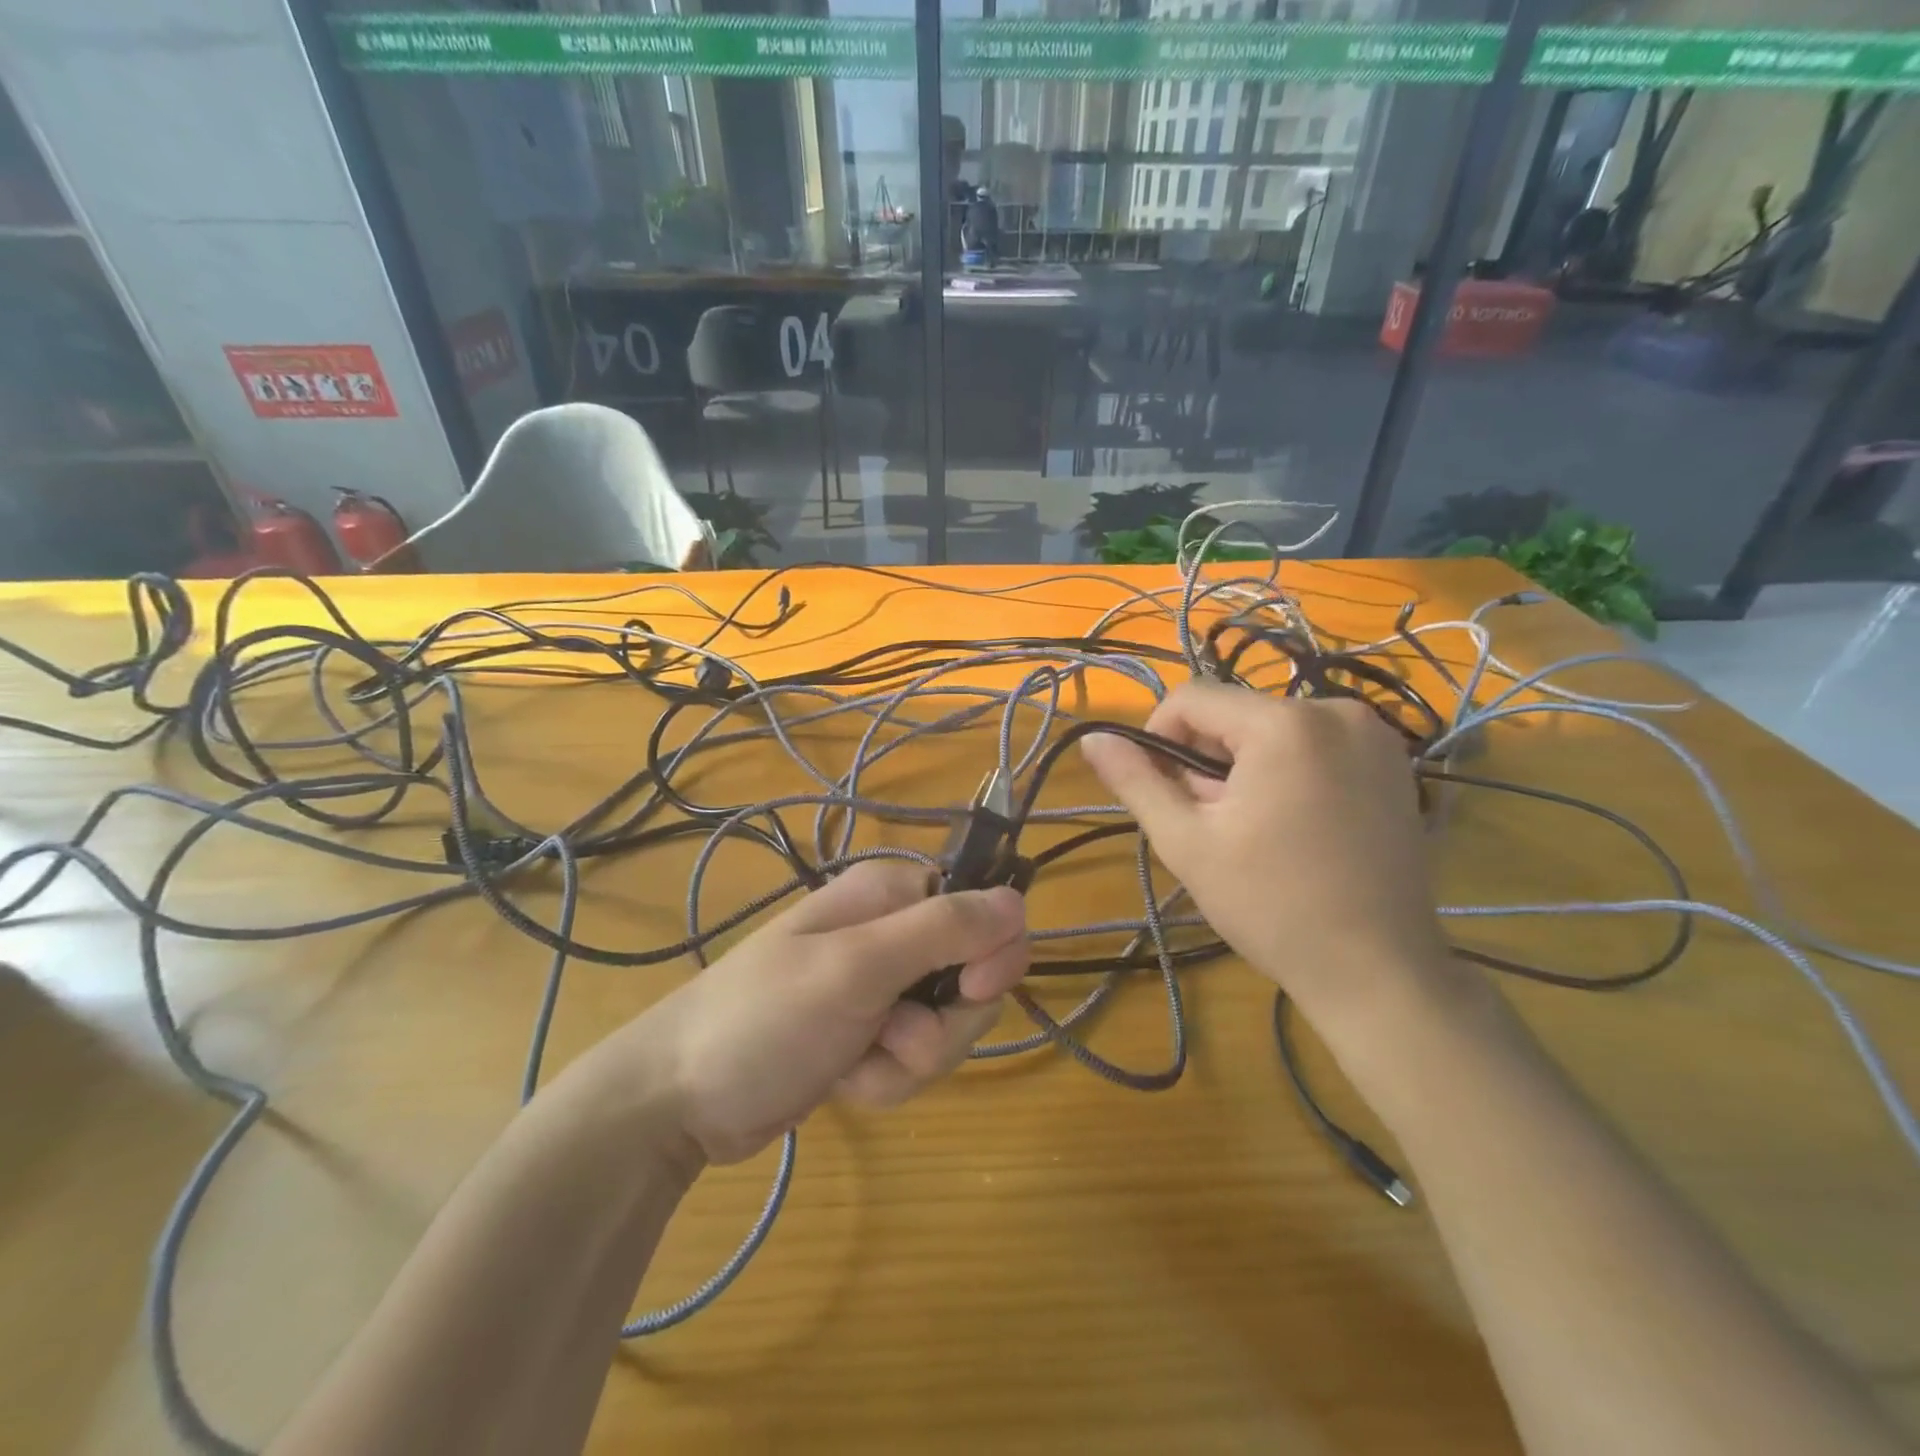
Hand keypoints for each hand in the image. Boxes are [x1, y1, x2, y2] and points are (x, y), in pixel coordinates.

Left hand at [611, 860, 1028, 1163]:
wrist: (680, 1099)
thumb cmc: (765, 1018)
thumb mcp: (857, 968)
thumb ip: (943, 931)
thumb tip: (1019, 901)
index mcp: (892, 895)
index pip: (983, 909)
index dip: (991, 951)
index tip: (972, 990)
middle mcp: (893, 933)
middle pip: (973, 976)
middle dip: (942, 1025)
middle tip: (895, 1038)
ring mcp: (882, 988)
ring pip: (948, 1027)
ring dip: (910, 1061)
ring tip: (857, 1064)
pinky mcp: (871, 1035)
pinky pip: (916, 1059)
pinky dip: (887, 1080)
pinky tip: (844, 1082)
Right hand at [1080, 683, 1455, 1029]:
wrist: (1377, 970)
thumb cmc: (1270, 905)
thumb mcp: (1186, 841)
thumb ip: (1135, 780)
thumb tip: (1091, 738)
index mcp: (1284, 724)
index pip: (1191, 698)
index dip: (1159, 738)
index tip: (1165, 792)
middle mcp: (1336, 710)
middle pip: (1234, 713)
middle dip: (1207, 758)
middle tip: (1212, 822)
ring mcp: (1374, 734)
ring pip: (1271, 728)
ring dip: (1245, 765)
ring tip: (1253, 829)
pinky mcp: (1393, 761)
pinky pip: (1313, 743)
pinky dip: (1287, 770)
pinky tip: (1293, 825)